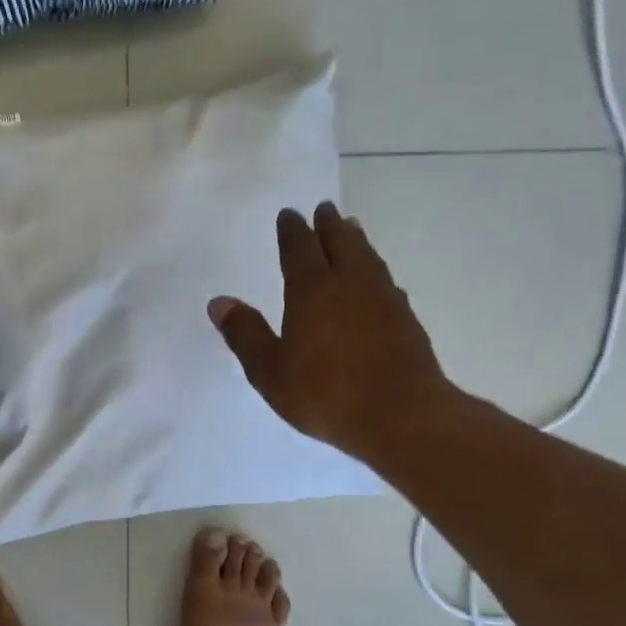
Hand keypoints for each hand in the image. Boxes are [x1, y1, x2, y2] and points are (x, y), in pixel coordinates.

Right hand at [209, 204, 460, 466]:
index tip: (289, 214)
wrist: (403, 416)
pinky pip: (385, 281)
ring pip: (367, 257)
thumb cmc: (326, 393)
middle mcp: (350, 283)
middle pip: (340, 242)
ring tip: (351, 229)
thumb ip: (244, 334)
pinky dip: (374, 270)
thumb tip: (219, 302)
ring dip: (355, 240)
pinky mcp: (406, 319)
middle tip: (324, 209)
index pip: (299, 248)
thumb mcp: (270, 371)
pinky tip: (376, 281)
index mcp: (312, 290)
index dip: (292, 230)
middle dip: (328, 225)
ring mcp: (384, 299)